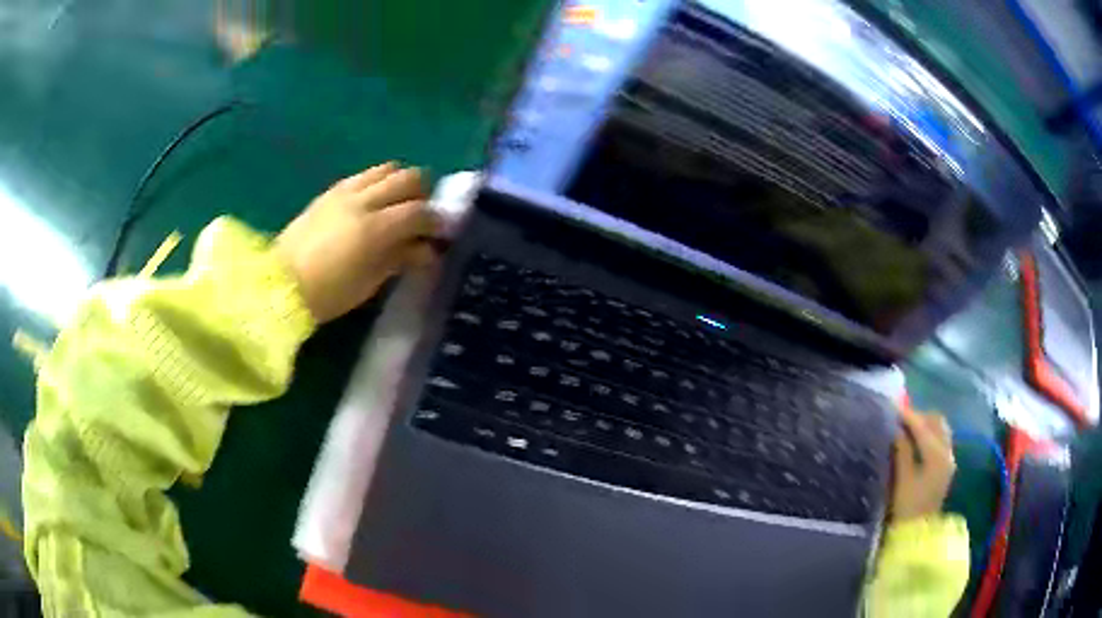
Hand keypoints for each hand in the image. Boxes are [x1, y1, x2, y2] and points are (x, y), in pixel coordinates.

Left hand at [274, 162, 439, 322]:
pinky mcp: (329, 192)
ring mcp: (344, 192)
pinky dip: (377, 182)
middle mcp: (362, 201)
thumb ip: (400, 259)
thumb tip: (426, 250)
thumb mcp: (369, 282)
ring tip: (399, 202)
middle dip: (423, 192)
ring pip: (386, 169)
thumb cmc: (327, 294)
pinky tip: (373, 201)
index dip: (435, 219)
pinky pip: (363, 175)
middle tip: (423, 212)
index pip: (418, 211)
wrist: (279, 284)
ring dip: (400, 181)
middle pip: (407, 178)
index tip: (441, 231)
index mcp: (374, 228)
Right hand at [891, 411, 955, 520]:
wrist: (918, 533)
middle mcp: (947, 452)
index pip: (922, 426)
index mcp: (936, 455)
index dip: (907, 416)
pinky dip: (928, 434)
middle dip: (918, 416)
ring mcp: (949, 458)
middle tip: (899, 419)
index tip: (891, 408)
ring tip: (906, 428)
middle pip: (936, 421)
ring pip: (939, 428)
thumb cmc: (907, 508)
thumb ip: (901, 451)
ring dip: (924, 424)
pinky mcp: (946, 465)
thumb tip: (895, 429)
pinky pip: (940, 439)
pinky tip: (915, 441)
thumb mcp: (901, 479)